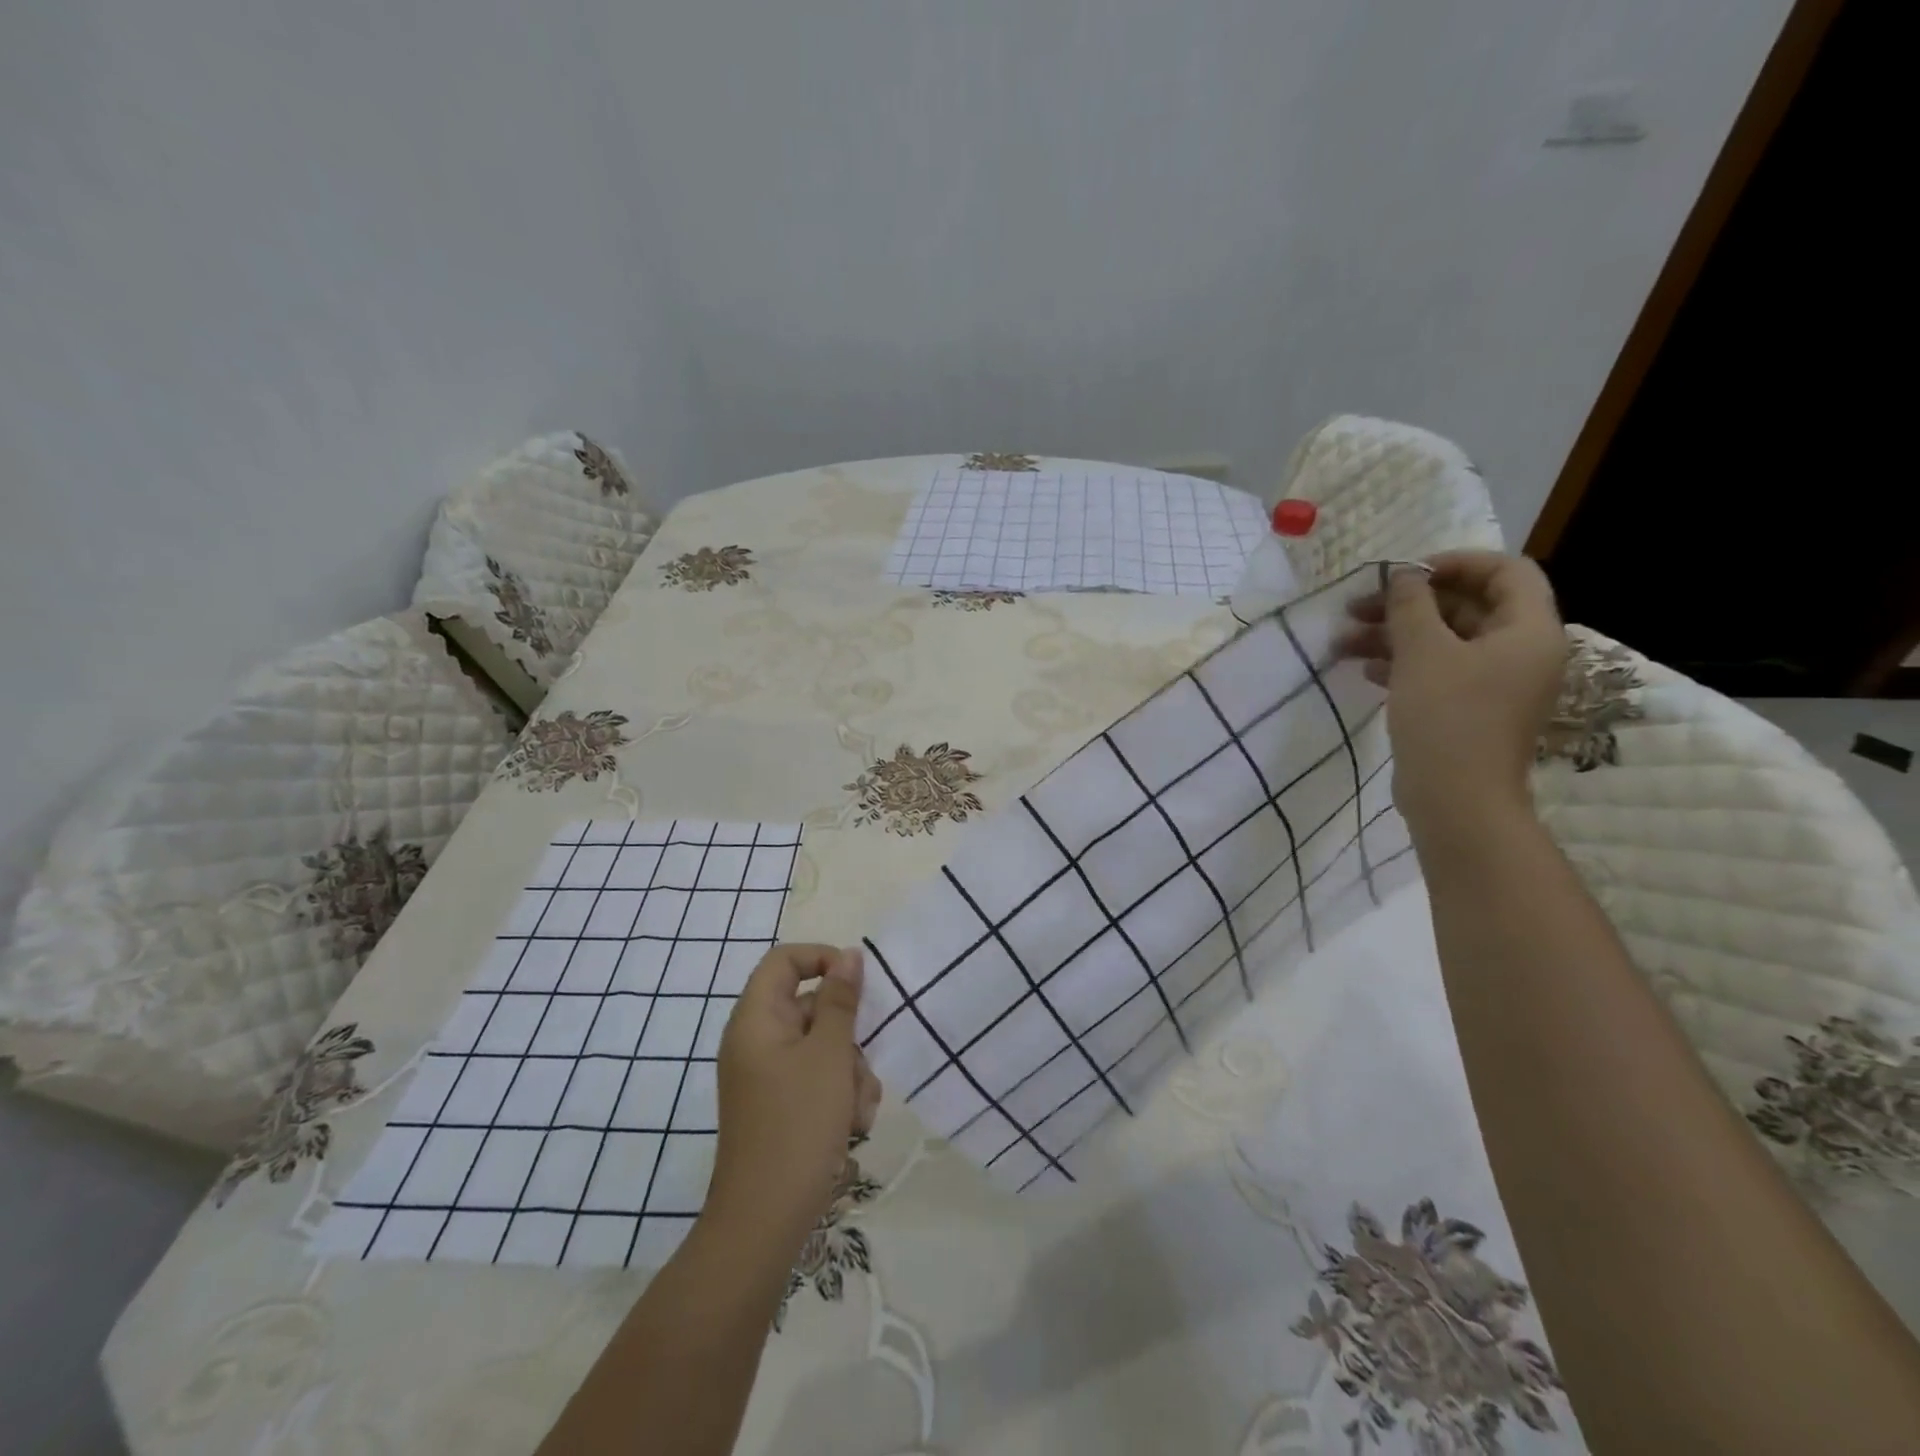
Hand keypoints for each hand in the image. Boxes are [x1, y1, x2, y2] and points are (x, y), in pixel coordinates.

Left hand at [707, 944, 881, 1253]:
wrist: (765, 1220)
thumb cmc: (798, 1125)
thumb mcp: (829, 1055)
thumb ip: (841, 1000)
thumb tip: (849, 955)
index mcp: (756, 1019)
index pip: (785, 960)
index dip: (822, 958)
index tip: (858, 983)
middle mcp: (756, 1040)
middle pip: (810, 1006)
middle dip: (847, 1035)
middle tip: (861, 1065)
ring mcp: (766, 1075)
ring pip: (821, 1046)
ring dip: (850, 1071)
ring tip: (856, 1109)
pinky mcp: (779, 1104)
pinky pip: (816, 1078)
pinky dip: (838, 1094)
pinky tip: (851, 1125)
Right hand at [1339, 552, 1566, 837]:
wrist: (1455, 799)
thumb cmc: (1447, 717)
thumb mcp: (1423, 652)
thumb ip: (1411, 605)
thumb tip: (1403, 575)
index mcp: (1529, 630)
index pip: (1504, 571)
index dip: (1453, 563)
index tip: (1403, 574)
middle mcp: (1521, 651)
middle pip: (1467, 606)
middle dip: (1409, 604)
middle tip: (1357, 607)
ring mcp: (1496, 683)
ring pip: (1446, 641)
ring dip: (1396, 634)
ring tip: (1344, 642)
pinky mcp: (1470, 709)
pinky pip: (1440, 670)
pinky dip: (1404, 663)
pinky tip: (1365, 670)